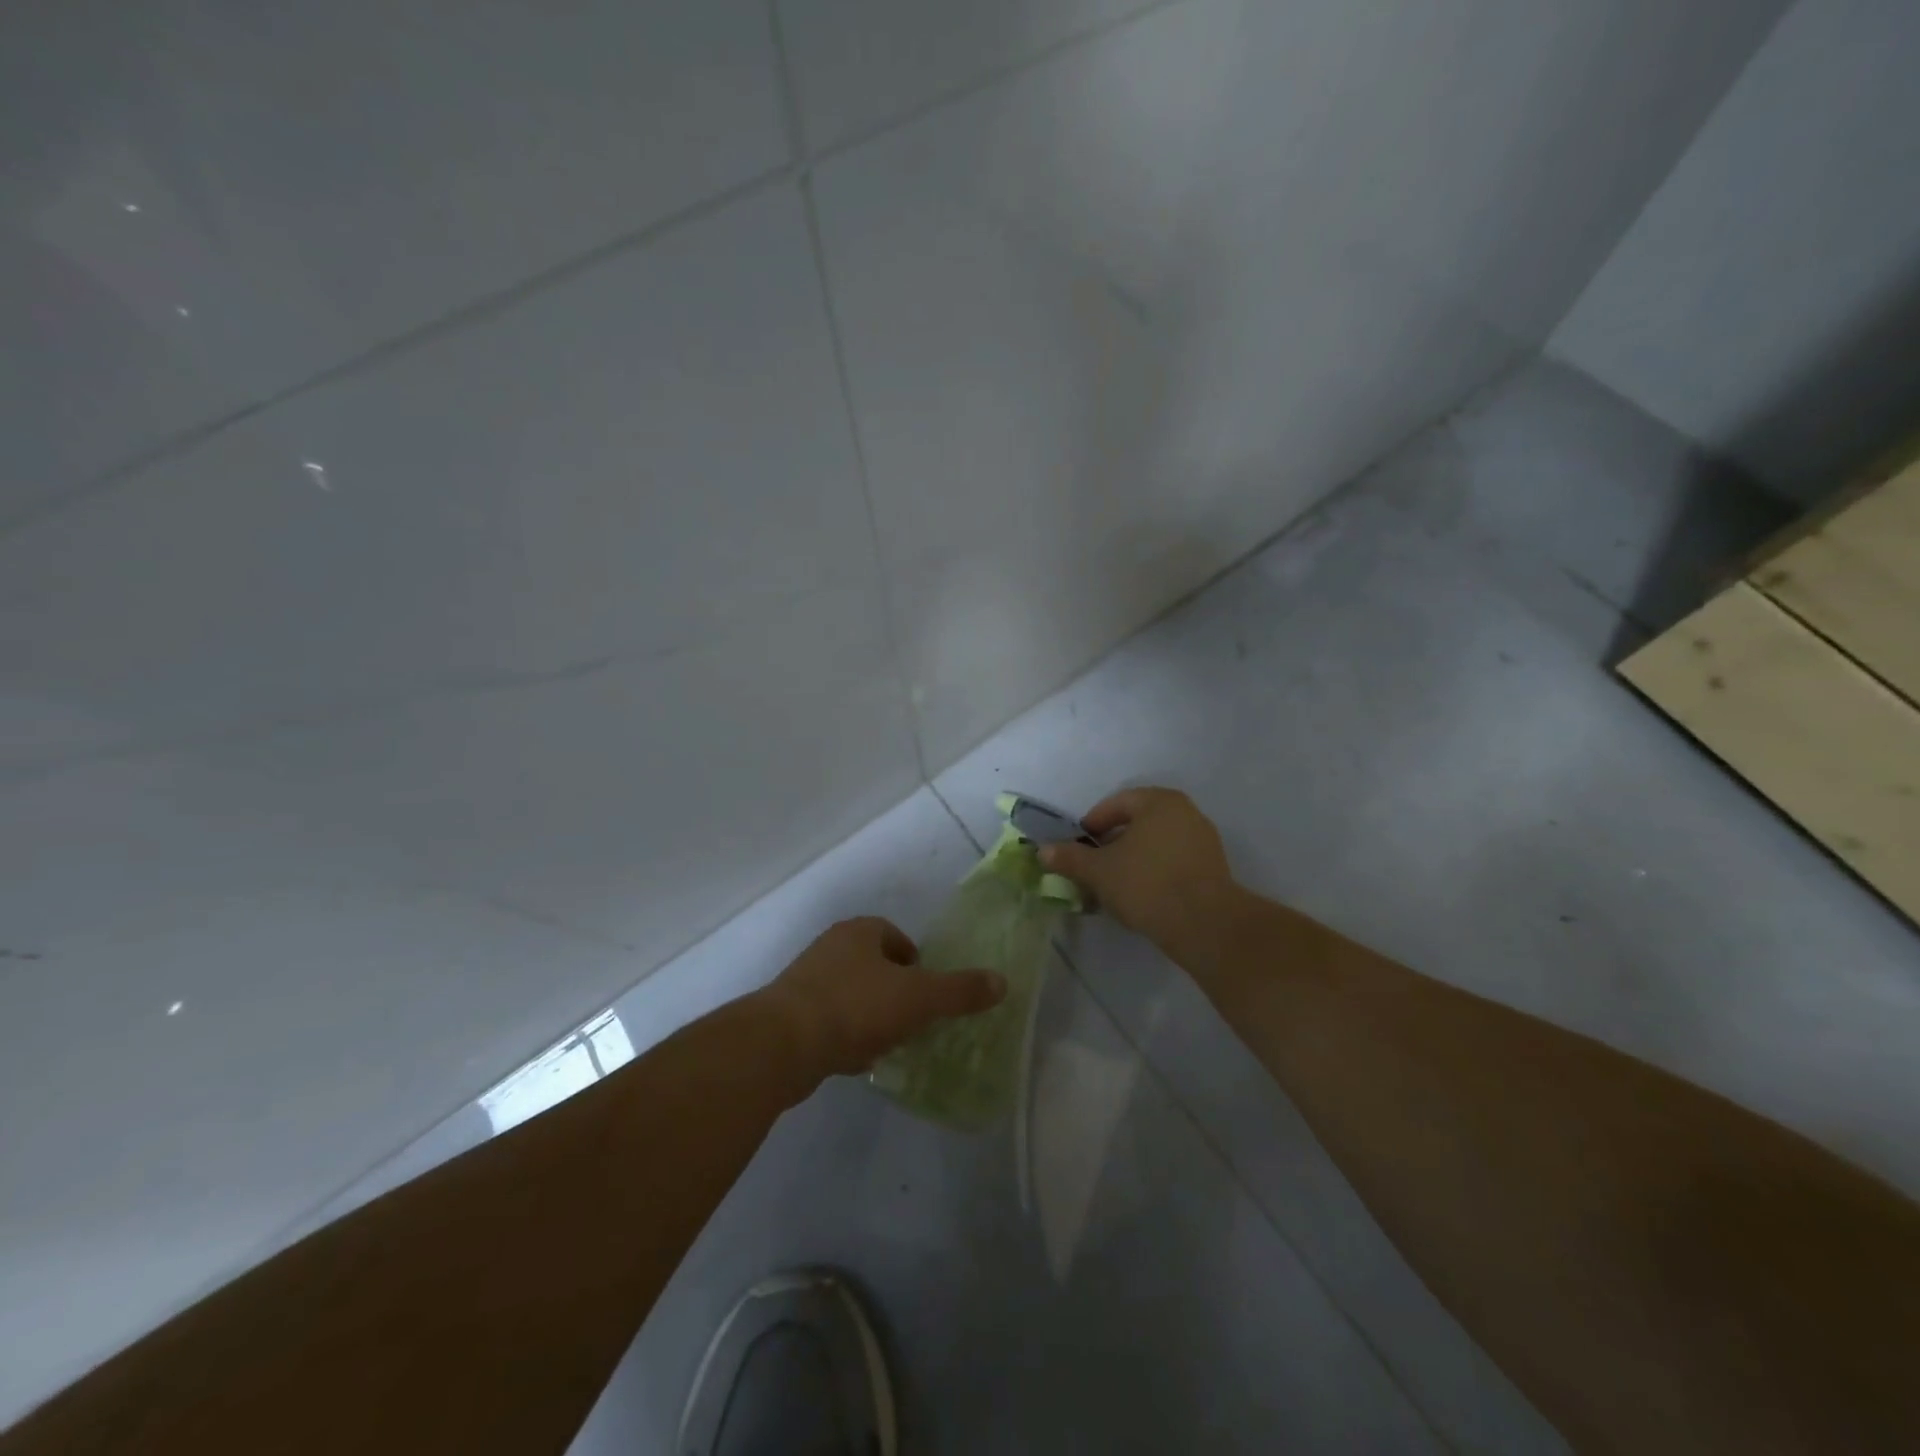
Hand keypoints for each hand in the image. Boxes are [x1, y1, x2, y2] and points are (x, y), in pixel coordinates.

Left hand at [759, 917, 1005, 1080]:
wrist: (782, 1044)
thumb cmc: (856, 1006)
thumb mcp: (919, 998)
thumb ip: (960, 991)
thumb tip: (1002, 981)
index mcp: (859, 932)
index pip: (895, 936)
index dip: (916, 962)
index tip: (927, 992)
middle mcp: (830, 947)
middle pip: (874, 965)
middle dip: (894, 991)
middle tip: (913, 1019)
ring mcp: (806, 981)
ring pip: (852, 993)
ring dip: (871, 1015)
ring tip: (888, 1042)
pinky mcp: (789, 1015)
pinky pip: (829, 1020)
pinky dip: (846, 1035)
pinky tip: (856, 1059)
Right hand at [1038, 787, 1235, 945]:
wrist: (1205, 924)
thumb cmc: (1146, 884)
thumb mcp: (1099, 871)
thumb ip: (1070, 858)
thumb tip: (1042, 851)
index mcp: (1160, 802)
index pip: (1118, 803)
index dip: (1093, 823)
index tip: (1079, 846)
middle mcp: (1186, 813)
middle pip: (1139, 822)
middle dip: (1113, 843)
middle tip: (1094, 865)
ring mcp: (1204, 841)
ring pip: (1157, 844)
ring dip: (1133, 859)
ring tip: (1114, 884)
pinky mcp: (1214, 869)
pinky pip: (1174, 862)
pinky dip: (1155, 872)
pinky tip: (1141, 895)